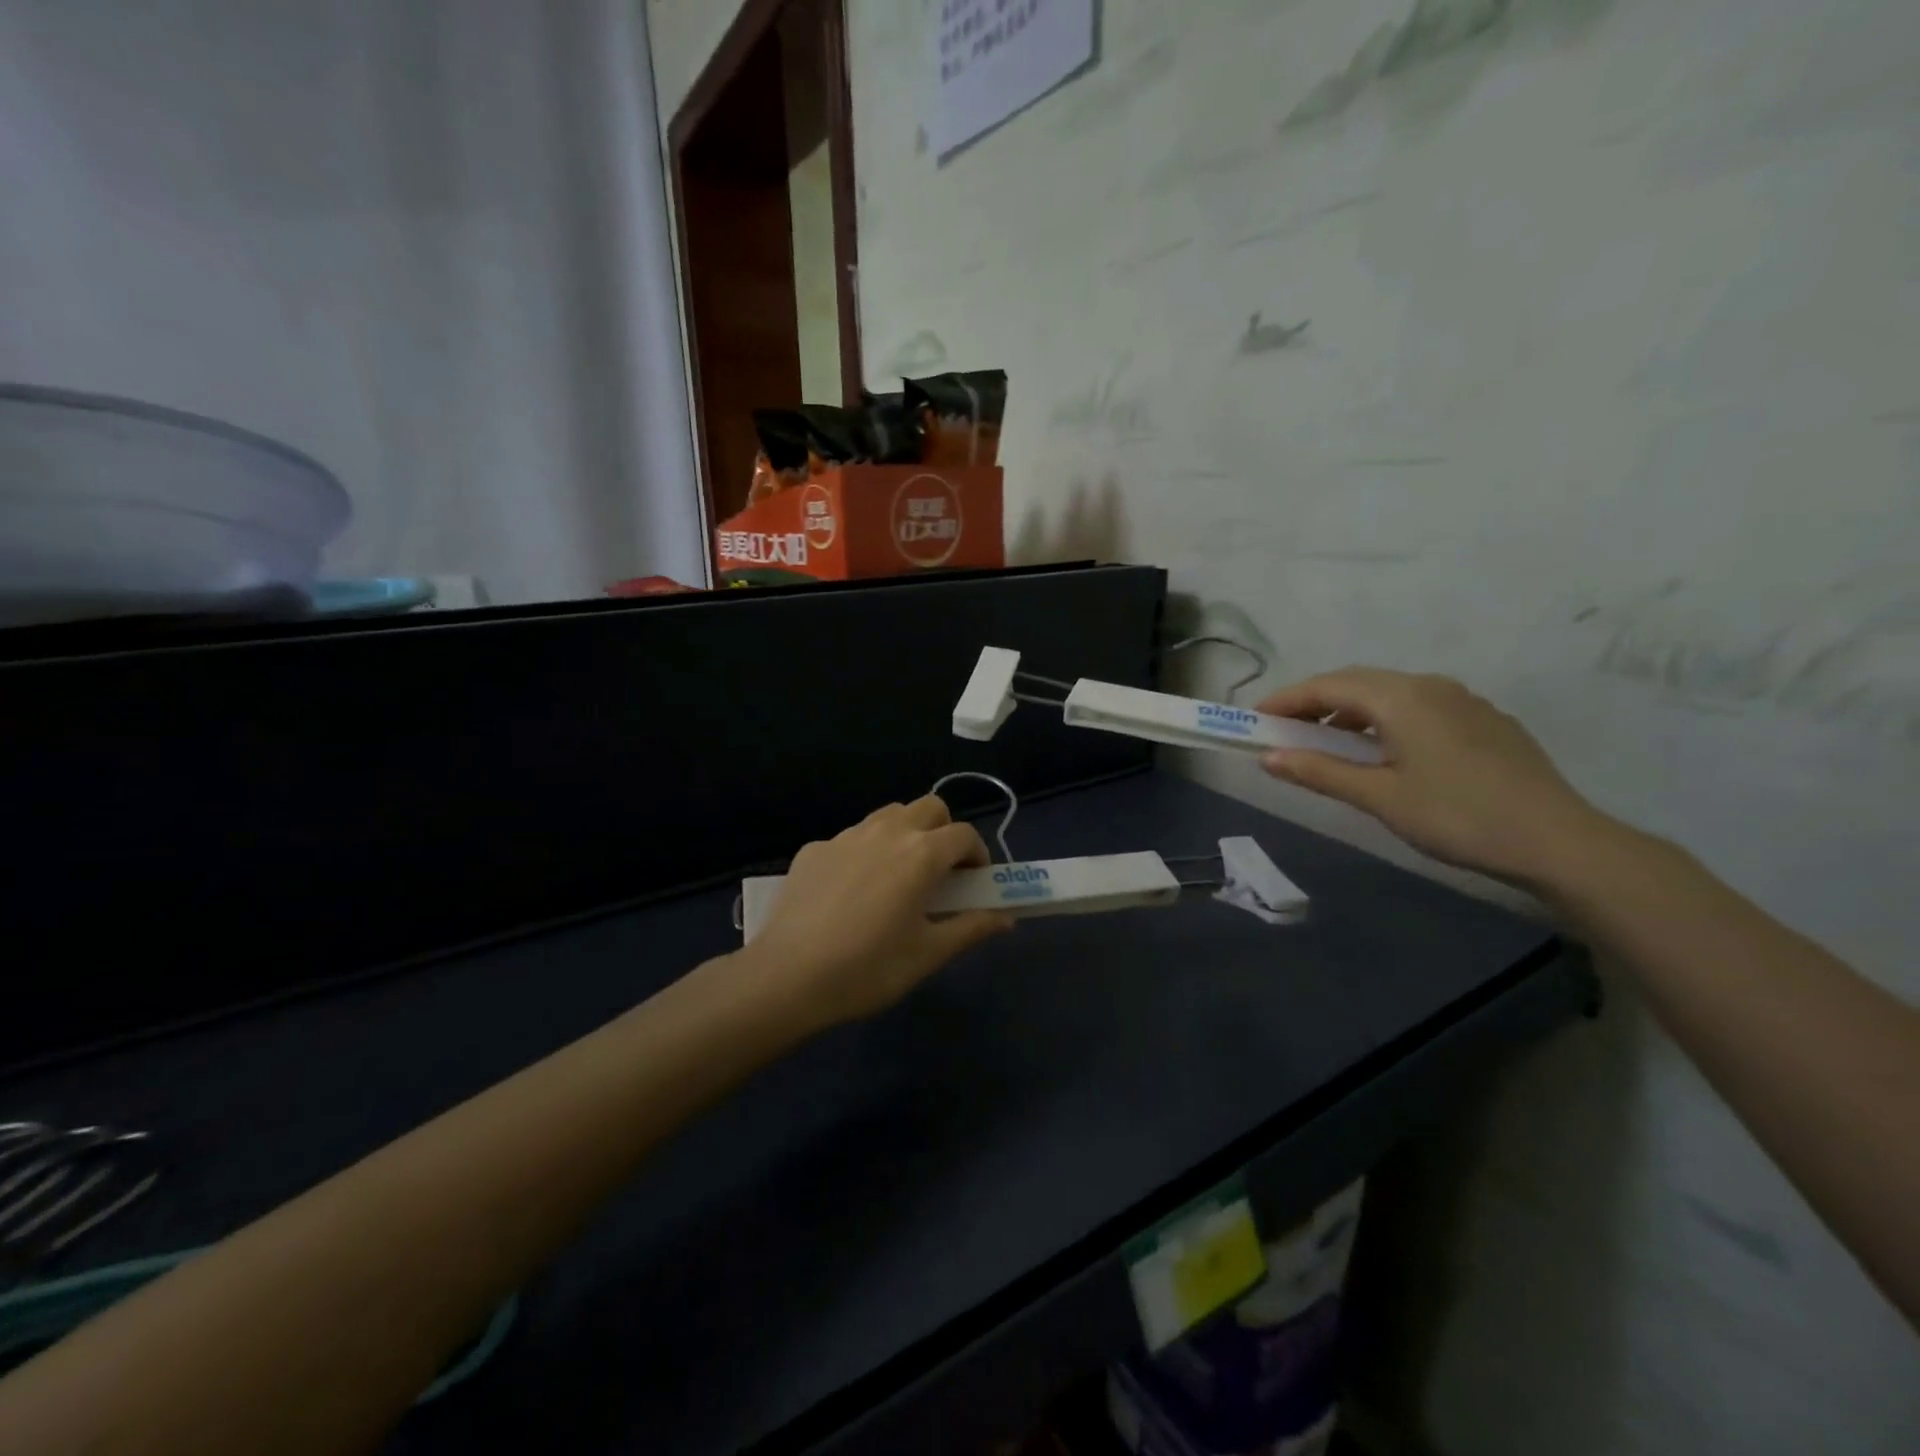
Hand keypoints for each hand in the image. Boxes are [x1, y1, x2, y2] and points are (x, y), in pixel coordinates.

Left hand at [741, 796, 1013, 1027]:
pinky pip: (852, 838)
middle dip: (944, 831)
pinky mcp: (814, 849)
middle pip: (929, 807)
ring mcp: (846, 836)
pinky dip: (866, 852)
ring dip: (905, 833)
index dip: (977, 856)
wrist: (788, 977)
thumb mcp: (928, 954)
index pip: (964, 835)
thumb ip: (971, 928)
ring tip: (897, 876)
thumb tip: (1005, 917)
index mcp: (921, 854)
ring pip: (888, 815)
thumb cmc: (869, 969)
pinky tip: (852, 892)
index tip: (974, 883)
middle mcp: (887, 832)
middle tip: (940, 872)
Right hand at [1256, 668, 1608, 882]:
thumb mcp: (1379, 796)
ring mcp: (1463, 700)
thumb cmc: (1457, 816)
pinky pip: (1417, 706)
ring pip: (1389, 693)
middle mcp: (1430, 685)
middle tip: (1283, 729)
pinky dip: (1383, 719)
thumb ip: (1320, 771)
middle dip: (1314, 702)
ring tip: (1327, 743)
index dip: (1287, 700)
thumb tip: (1268, 757)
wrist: (1558, 840)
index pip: (1328, 686)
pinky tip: (1383, 751)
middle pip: (1357, 682)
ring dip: (1349, 711)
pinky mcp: (1484, 721)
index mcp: (1401, 697)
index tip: (1255, 719)